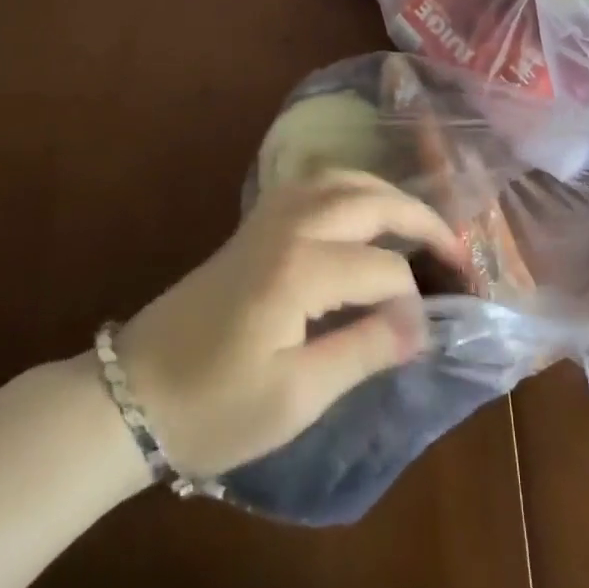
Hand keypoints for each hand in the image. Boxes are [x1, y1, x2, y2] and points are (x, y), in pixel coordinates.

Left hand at [114, 169, 466, 478]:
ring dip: (386, 193)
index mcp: (300, 269)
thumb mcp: (295, 397)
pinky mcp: (255, 222)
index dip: (413, 299)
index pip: (383, 269)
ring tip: (416, 223)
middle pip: (370, 201)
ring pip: (342, 179)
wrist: (133, 392)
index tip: (427, 332)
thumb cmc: (214, 408)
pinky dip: (351, 187)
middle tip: (455, 248)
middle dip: (419, 218)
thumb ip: (363, 350)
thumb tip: (421, 324)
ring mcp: (269, 216)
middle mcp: (290, 225)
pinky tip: (362, 211)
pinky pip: (316, 184)